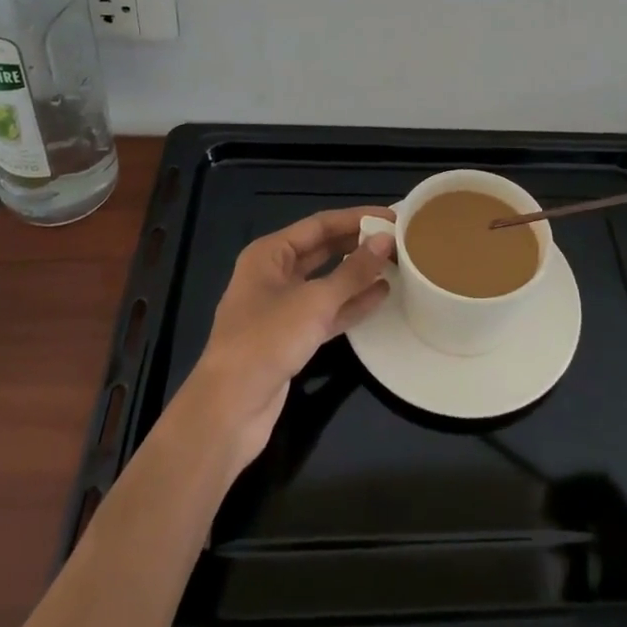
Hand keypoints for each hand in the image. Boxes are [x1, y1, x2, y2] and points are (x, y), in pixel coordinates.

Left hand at [174, 209, 394, 475]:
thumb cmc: (266, 340)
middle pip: (322, 250)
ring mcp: (281, 308)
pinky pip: (326, 311)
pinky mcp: (290, 338)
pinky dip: (350, 303)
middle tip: (398, 240)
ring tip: (396, 264)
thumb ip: (353, 271)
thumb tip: (386, 240)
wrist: (229, 410)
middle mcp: (274, 274)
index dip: (357, 218)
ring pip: (326, 282)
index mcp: (269, 254)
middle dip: (358, 244)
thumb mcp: (314, 301)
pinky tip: (381, 296)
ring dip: (358, 274)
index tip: (392, 216)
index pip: (320, 225)